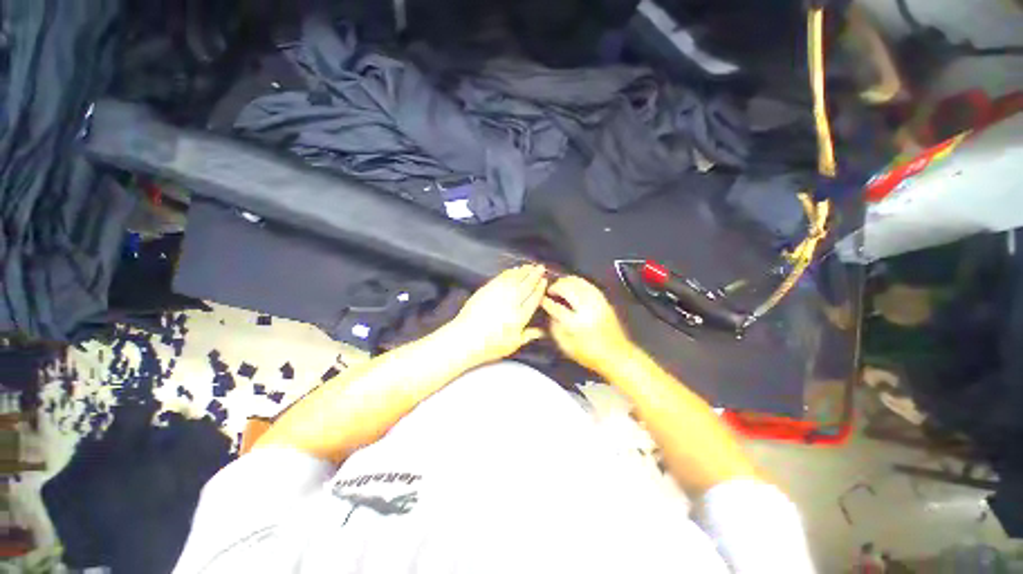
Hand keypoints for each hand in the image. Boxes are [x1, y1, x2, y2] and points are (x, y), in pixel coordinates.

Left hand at [442, 265, 547, 366]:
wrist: (466, 338)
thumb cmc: (490, 345)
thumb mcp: (513, 344)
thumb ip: (528, 335)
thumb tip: (541, 332)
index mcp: (521, 316)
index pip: (534, 298)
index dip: (540, 288)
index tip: (544, 281)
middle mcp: (512, 302)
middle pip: (526, 285)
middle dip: (535, 275)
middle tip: (541, 267)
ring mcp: (499, 294)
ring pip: (515, 279)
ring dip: (524, 271)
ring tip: (530, 266)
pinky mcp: (487, 289)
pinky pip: (501, 278)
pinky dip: (509, 272)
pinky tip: (514, 270)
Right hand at [542, 276, 634, 374]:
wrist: (618, 356)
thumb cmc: (590, 355)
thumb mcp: (566, 347)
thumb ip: (555, 329)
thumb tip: (550, 314)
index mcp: (576, 323)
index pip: (556, 307)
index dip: (546, 301)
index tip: (541, 300)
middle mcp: (587, 309)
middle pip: (567, 288)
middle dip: (555, 286)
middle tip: (549, 290)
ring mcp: (597, 303)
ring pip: (579, 282)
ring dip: (566, 281)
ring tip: (559, 285)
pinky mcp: (604, 301)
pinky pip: (589, 285)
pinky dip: (578, 282)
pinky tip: (573, 285)